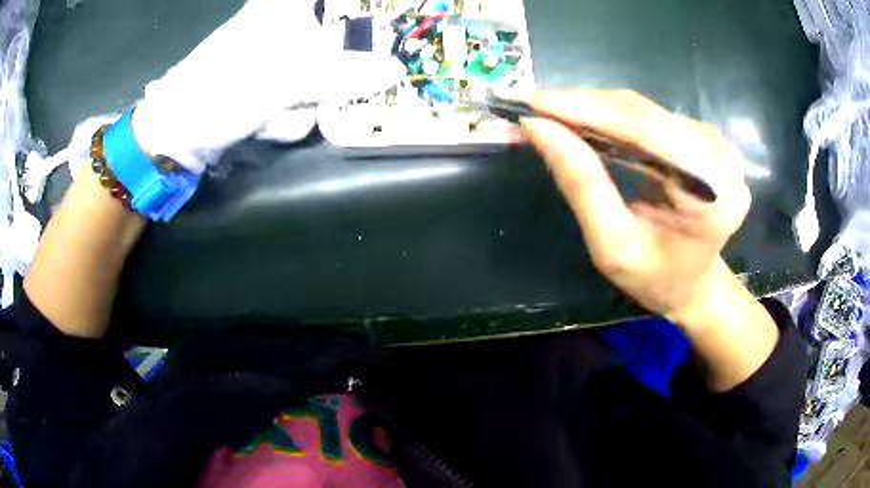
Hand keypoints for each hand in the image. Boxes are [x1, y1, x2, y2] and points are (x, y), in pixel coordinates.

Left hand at [133, 0, 405, 173]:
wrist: (176, 137)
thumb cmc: (220, 90)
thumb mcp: (283, 78)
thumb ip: (344, 73)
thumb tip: (397, 71)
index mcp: (286, 6)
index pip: (335, 0)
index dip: (361, 8)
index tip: (381, 17)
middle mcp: (286, 27)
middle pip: (340, 41)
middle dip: (333, 74)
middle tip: (314, 88)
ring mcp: (280, 61)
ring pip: (324, 77)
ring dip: (302, 103)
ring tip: (270, 111)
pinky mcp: (274, 89)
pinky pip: (304, 100)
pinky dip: (288, 118)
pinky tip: (263, 122)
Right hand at [521, 89, 751, 325]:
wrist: (694, 283)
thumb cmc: (657, 279)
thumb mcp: (613, 247)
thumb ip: (582, 186)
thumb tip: (538, 128)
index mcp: (713, 194)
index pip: (645, 131)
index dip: (586, 109)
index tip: (532, 102)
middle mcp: (720, 157)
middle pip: (642, 114)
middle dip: (581, 106)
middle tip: (530, 107)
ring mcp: (714, 141)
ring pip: (641, 108)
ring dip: (591, 108)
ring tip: (548, 113)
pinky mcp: (701, 136)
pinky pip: (647, 114)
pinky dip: (609, 114)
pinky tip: (581, 119)